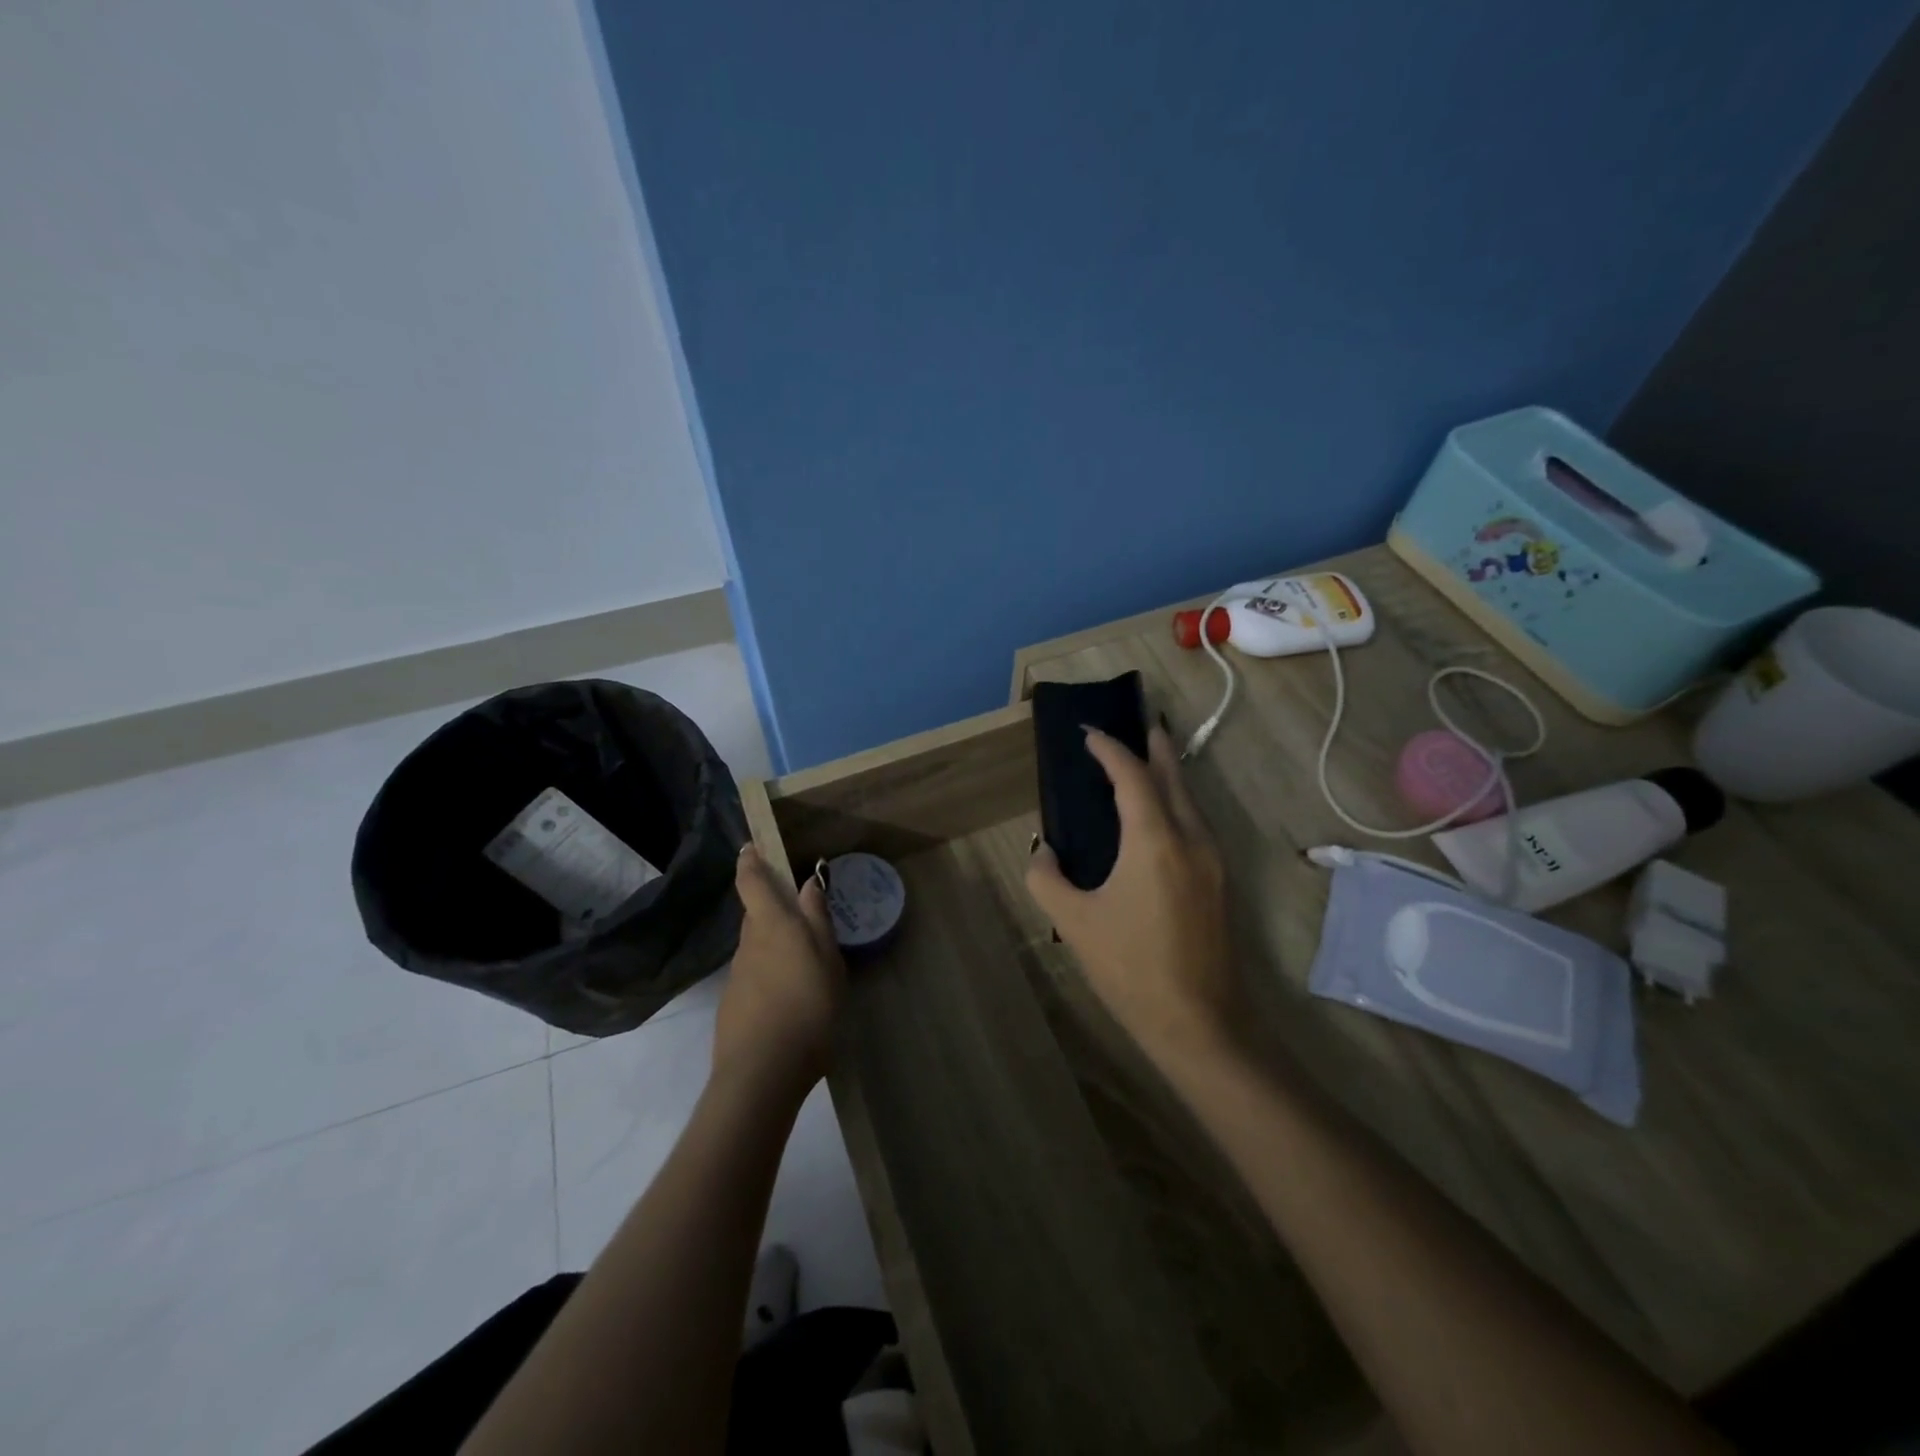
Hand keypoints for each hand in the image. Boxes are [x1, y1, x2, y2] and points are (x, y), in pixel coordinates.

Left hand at [714, 845, 846, 1103]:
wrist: (762, 1074)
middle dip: (771, 908)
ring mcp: (737, 977)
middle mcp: (748, 944)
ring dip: (774, 947)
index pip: (752, 882)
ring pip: (756, 948)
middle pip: (755, 915)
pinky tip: (789, 1000)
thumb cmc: (807, 1008)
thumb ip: (818, 921)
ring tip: (803, 965)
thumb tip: (808, 883)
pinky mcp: (732, 1006)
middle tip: (799, 915)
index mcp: (772, 926)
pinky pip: (754, 977)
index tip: (749, 847)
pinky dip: (769, 977)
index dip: (749, 862)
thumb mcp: (828, 961)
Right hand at [1026, 724, 1235, 1058]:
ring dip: (1168, 774)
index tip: (1088, 733)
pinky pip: (1196, 823)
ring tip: (1147, 761)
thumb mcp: (1073, 921)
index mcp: (1154, 840)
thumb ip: (1047, 877)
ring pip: (1190, 800)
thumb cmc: (1130, 969)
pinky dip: (1176, 803)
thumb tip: (1047, 851)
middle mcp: (1191, 838)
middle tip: (1136, 723)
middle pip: (1173, 775)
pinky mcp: (1221, 882)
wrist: (1200, 1024)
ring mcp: (1213, 860)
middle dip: (1153, 746)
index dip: (1108, 749)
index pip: (1131, 775)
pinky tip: (1160, 816)